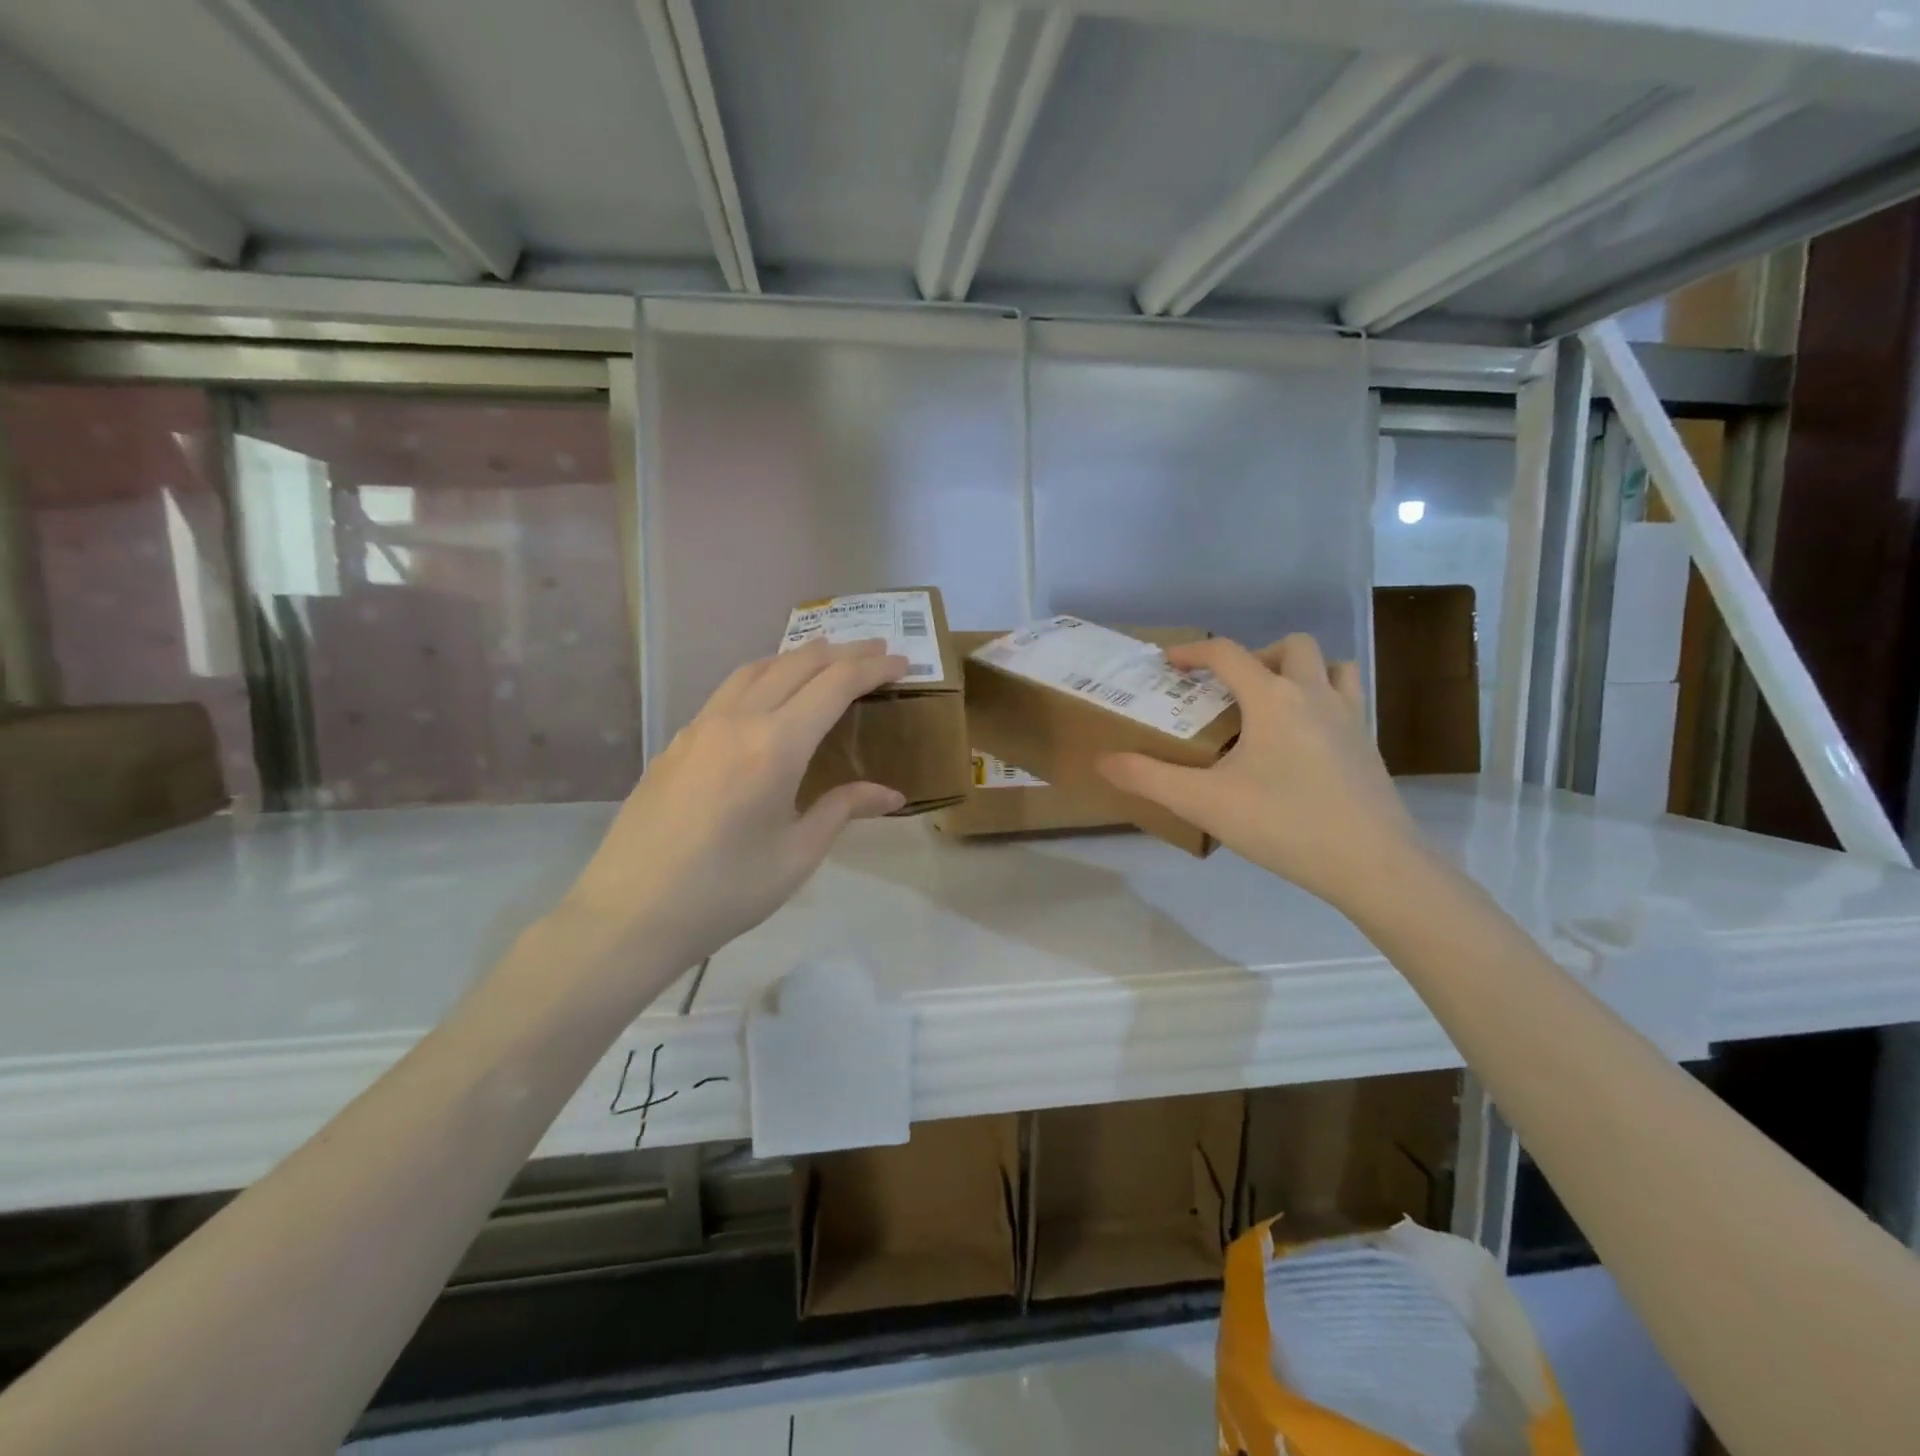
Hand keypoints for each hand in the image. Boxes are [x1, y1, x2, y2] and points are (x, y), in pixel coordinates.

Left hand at [563, 638, 908, 971]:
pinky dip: (763, 677)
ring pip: (756, 669)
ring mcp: (700, 726)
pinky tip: (770, 697)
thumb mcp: (797, 855)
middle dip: (842, 652)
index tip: (902, 663)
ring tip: (826, 659)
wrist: (630, 913)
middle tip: (876, 650)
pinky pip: (728, 691)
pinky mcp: (676, 742)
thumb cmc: (725, 891)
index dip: (872, 668)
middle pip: (797, 664)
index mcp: (775, 746)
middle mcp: (737, 720)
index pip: (834, 685)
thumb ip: (843, 809)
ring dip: (798, 657)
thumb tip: (890, 794)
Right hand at [1098, 634, 1419, 909]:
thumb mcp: (1204, 803)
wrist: (1373, 864)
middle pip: (1291, 646)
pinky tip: (1303, 743)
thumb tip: (1103, 760)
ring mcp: (1351, 720)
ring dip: (1300, 672)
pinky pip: (1348, 702)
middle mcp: (1315, 696)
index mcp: (1273, 698)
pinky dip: (1323, 703)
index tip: (1168, 663)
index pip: (1228, 653)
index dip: (1192, 651)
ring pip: (1332, 667)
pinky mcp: (1369, 747)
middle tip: (1232, 692)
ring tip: (1273, 706)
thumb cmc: (1284, 824)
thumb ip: (1148, 778)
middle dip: (1256, 656)